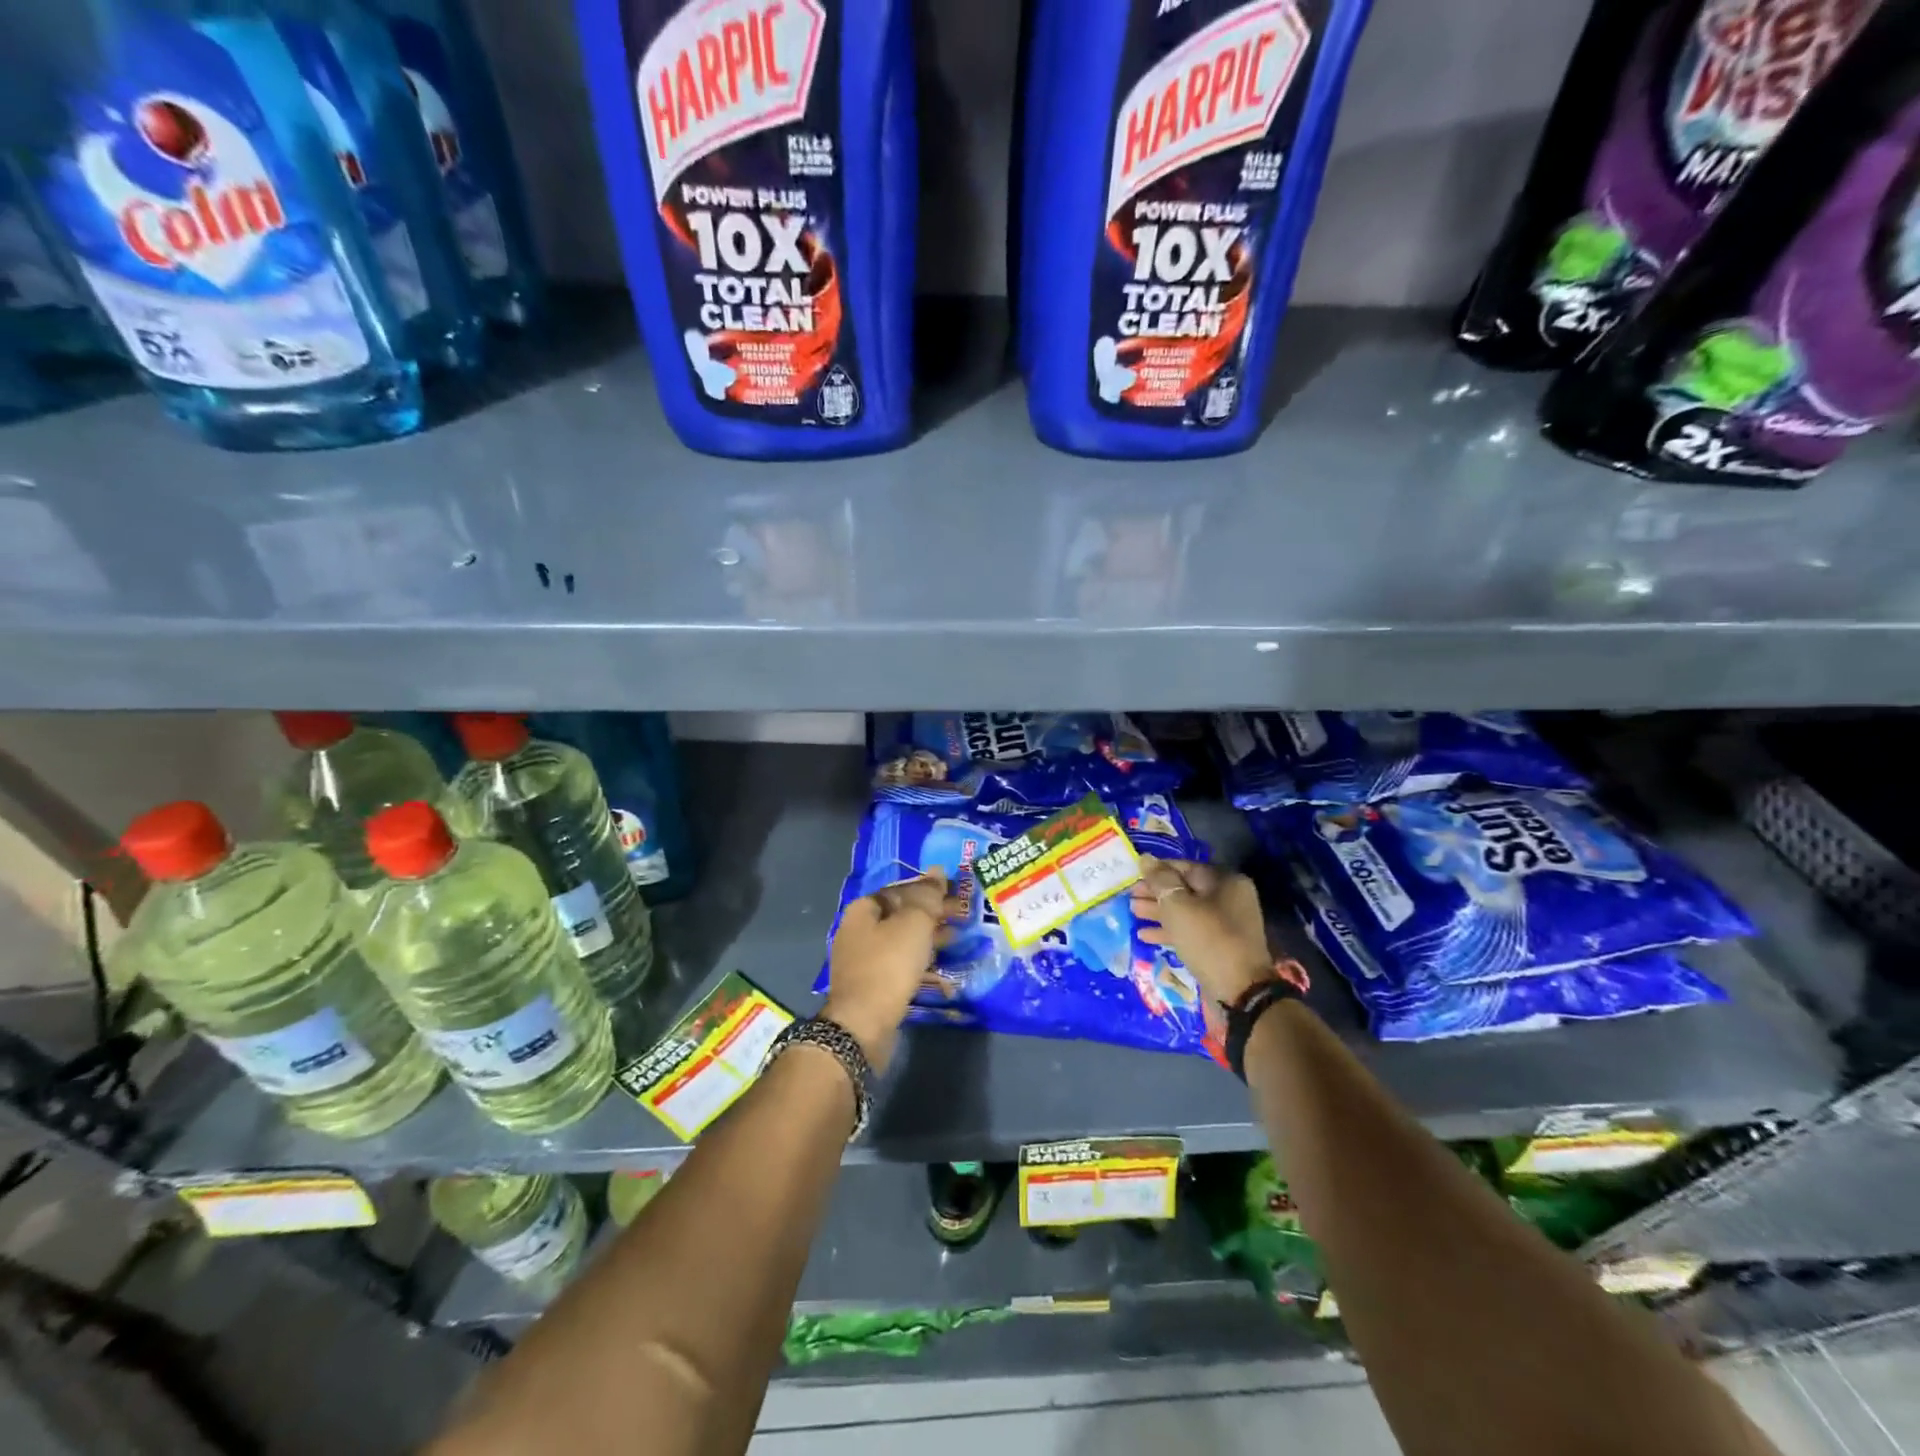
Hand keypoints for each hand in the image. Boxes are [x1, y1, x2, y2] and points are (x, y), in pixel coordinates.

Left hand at [823, 869, 960, 1072]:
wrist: (863, 1024)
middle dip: (932, 914)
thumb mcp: (914, 923)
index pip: (901, 889)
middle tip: (963, 916)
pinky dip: (920, 961)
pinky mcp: (871, 985)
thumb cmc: (889, 965)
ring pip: (902, 941)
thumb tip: (938, 871)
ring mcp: (862, 960)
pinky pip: (899, 964)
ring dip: (929, 938)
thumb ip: (927, 896)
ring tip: (957, 939)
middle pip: (901, 915)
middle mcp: (858, 930)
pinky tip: (940, 966)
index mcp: (863, 909)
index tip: (956, 894)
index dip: (930, 889)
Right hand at [1130, 856, 1273, 1037]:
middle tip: (1129, 897)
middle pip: (1185, 889)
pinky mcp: (1219, 946)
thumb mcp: (1178, 906)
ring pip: (1186, 911)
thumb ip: (1159, 880)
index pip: (1185, 867)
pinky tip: (1145, 935)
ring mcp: (1226, 924)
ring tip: (1133, 912)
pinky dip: (1169, 931)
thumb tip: (1145, 858)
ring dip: (1159, 912)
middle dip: (1156, 893)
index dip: (1157, 870)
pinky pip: (1191, 931)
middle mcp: (1229, 898)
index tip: (1133, 876)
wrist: (1240, 992)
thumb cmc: (1208, 940)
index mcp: (1225, 882)